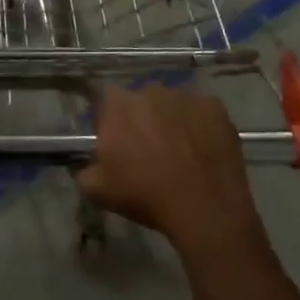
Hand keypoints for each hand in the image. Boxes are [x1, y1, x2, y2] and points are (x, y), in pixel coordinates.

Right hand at [77, 86, 263, 256]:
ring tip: (180, 152)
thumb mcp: (99, 191)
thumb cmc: (146, 196)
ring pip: (171, 104)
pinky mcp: (214, 106)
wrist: (205, 210)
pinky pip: (200, 111)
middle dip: (142, 120)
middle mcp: (149, 90)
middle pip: (140, 101)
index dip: (111, 124)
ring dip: (171, 121)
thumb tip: (90, 164)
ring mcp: (184, 96)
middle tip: (149, 151)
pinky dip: (199, 126)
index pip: (107, 104)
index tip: (118, 146)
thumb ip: (86, 169)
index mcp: (117, 104)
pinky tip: (202, 151)